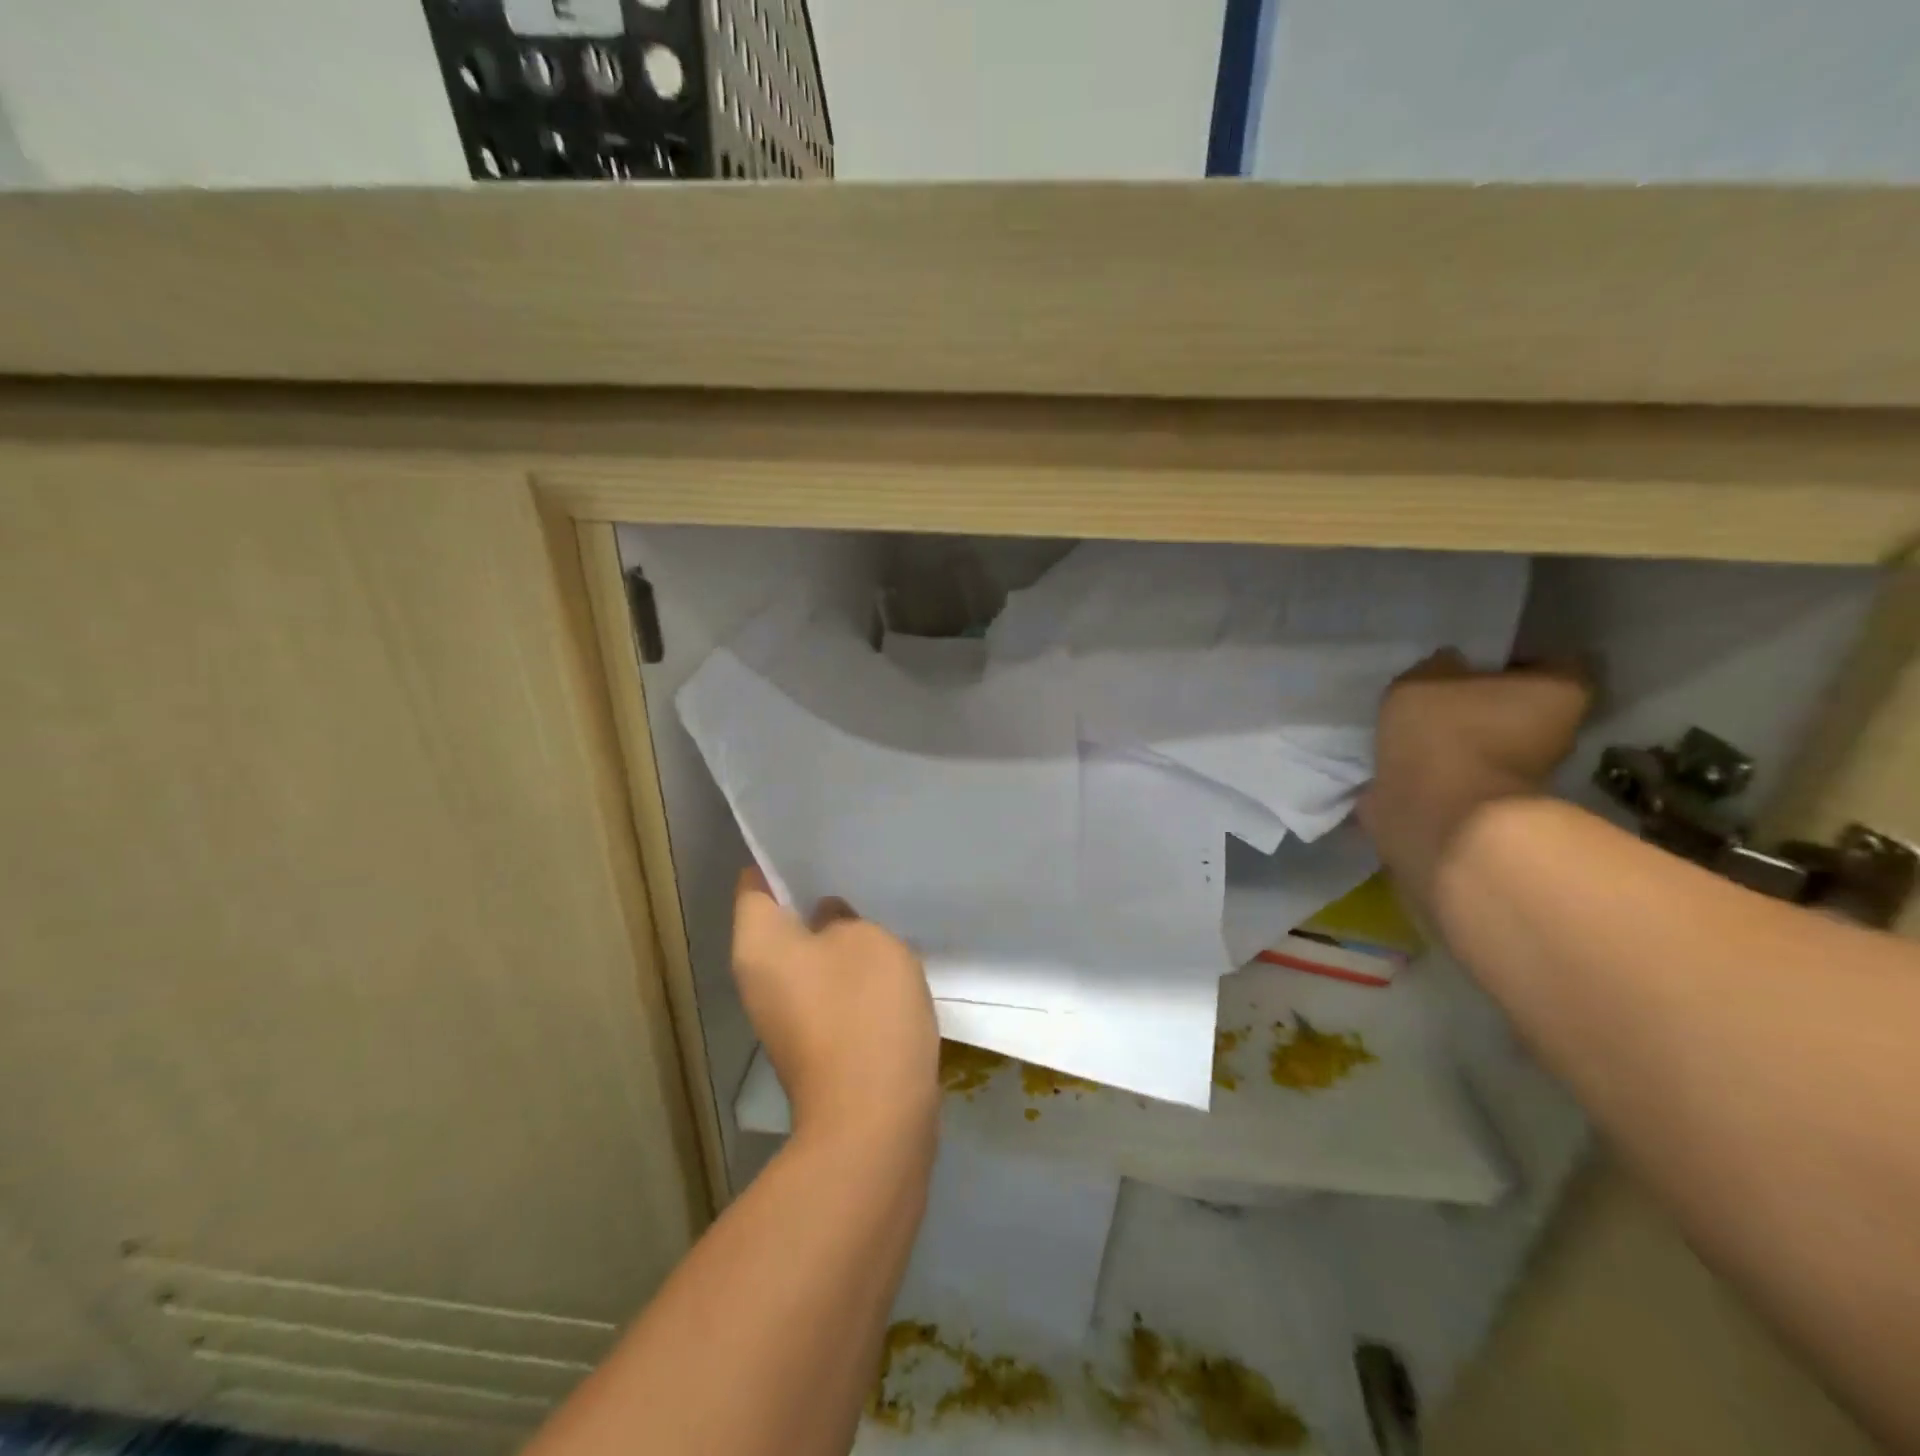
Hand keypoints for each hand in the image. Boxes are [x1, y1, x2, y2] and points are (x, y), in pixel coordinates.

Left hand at [730, 870, 938, 1146]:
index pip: (754, 882)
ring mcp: (784, 1014)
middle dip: (813, 895)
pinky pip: (826, 989)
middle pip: (779, 920)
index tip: (817, 841)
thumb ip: (843, 917)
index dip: (782, 858)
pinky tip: (884, 957)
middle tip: (853, 868)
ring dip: (836, 936)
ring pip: (806, 956)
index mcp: (758, 944)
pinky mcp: (813, 1041)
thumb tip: (828, 920)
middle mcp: (758, 978)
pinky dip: (848, 972)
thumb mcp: (865, 939)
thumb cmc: (863, 1009)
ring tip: (873, 906)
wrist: (874, 1116)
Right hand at [1358, 651, 1594, 901]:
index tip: (1470, 662)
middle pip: (1519, 706)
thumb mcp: (1424, 678)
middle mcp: (1559, 733)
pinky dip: (1442, 770)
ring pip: (1491, 743)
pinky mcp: (1492, 808)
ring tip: (1416, 730)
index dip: (1508, 659)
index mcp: (1559, 691)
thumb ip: (1437, 666)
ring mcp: (1527, 778)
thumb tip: (1447, 666)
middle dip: (1484, 702)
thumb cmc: (1446, 734)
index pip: (1545, 661)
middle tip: (1439, 696)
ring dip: (1460, 739)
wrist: (1438, 819)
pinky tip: (1408, 761)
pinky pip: (1464, 775)